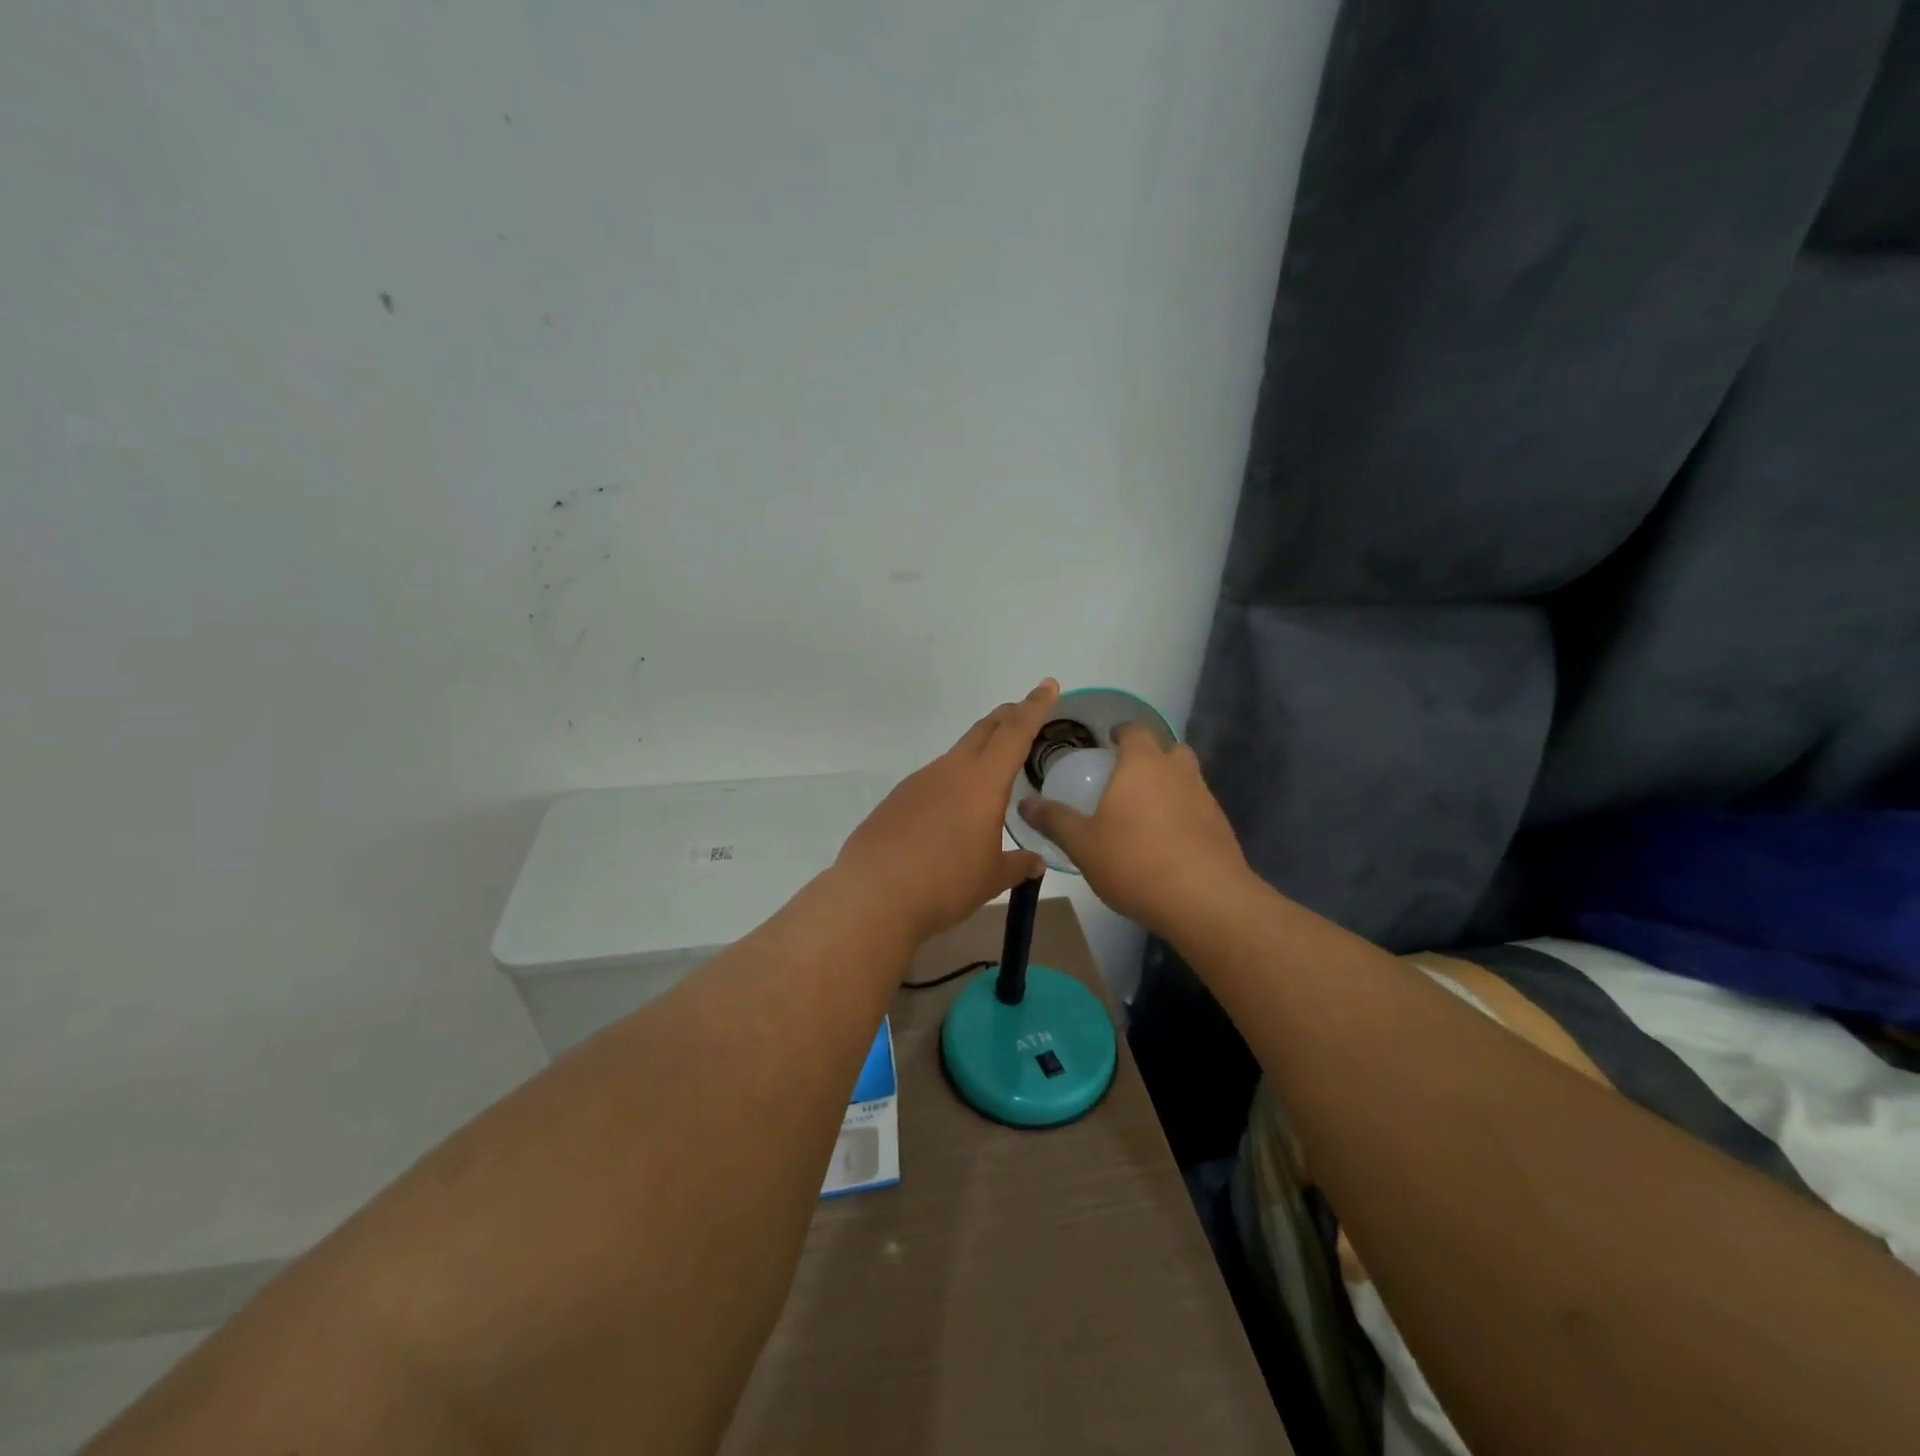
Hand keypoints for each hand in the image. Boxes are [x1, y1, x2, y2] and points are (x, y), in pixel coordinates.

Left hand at [835, 681, 1058, 942]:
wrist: (874, 895)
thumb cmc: (946, 883)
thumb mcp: (991, 878)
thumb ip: (1017, 865)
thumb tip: (1036, 863)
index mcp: (983, 782)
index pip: (1015, 732)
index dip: (1034, 707)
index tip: (1047, 686)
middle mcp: (950, 770)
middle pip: (984, 731)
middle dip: (1007, 717)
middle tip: (1023, 713)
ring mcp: (919, 782)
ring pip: (956, 755)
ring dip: (978, 752)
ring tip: (991, 773)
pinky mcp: (897, 799)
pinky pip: (932, 780)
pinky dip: (951, 783)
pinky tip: (949, 812)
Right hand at [1017, 724, 1248, 935]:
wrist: (1205, 900)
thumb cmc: (1135, 861)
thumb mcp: (1083, 844)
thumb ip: (1054, 820)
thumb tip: (1024, 804)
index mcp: (1143, 764)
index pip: (1135, 731)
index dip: (1121, 733)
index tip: (1108, 744)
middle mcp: (1178, 772)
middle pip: (1168, 750)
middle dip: (1150, 757)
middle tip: (1125, 778)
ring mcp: (1205, 798)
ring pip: (1186, 779)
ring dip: (1169, 786)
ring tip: (1144, 813)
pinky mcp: (1221, 827)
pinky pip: (1197, 808)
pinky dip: (1183, 815)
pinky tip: (1167, 842)